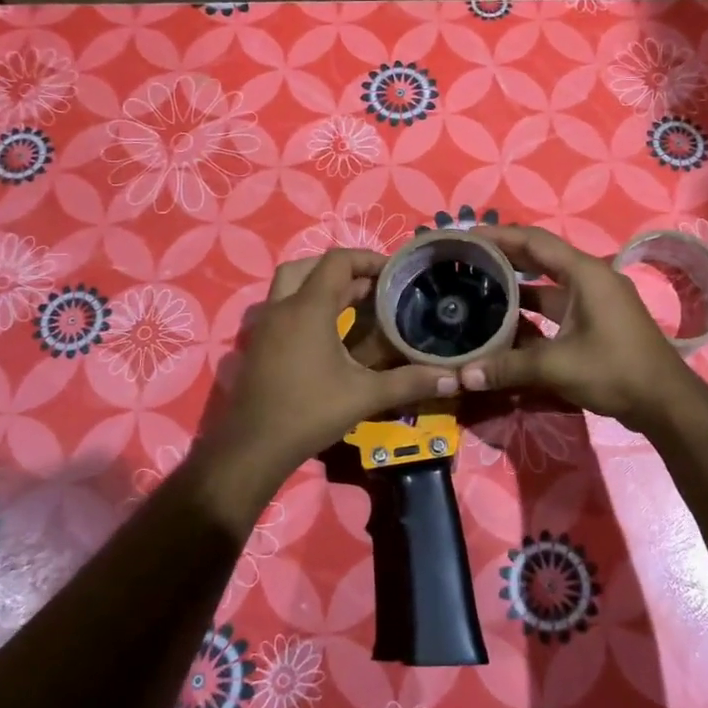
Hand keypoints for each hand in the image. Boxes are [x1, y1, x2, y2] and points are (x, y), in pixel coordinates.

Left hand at [210, 249, 459, 476]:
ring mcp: (265, 325)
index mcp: (308, 308)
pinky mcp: (259, 343)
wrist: (254, 447)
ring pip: (291, 285)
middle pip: (309, 267)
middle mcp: (282, 307)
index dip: (368, 259)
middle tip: (373, 287)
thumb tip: (454, 378)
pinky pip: (284, 308)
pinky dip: (307, 307)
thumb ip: (409, 381)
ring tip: (355, 305)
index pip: (337, 261)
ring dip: (321, 286)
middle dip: (343, 270)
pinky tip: (330, 334)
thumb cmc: (310, 412)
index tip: (395, 273)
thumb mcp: (365, 395)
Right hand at [460, 225, 692, 428]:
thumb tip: (463, 375)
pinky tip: (505, 318)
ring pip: (548, 282)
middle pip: (540, 256)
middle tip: (466, 258)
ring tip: (478, 284)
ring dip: (517, 283)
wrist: (666, 402)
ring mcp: (595, 299)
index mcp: (585, 273)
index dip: (498, 235)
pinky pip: (557, 303)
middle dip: (504, 255)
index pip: (534, 241)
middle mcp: (590, 278)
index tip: (466, 235)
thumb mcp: (557, 367)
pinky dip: (532, 307)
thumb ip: (508, 367)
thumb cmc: (615, 371)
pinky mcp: (596, 319)